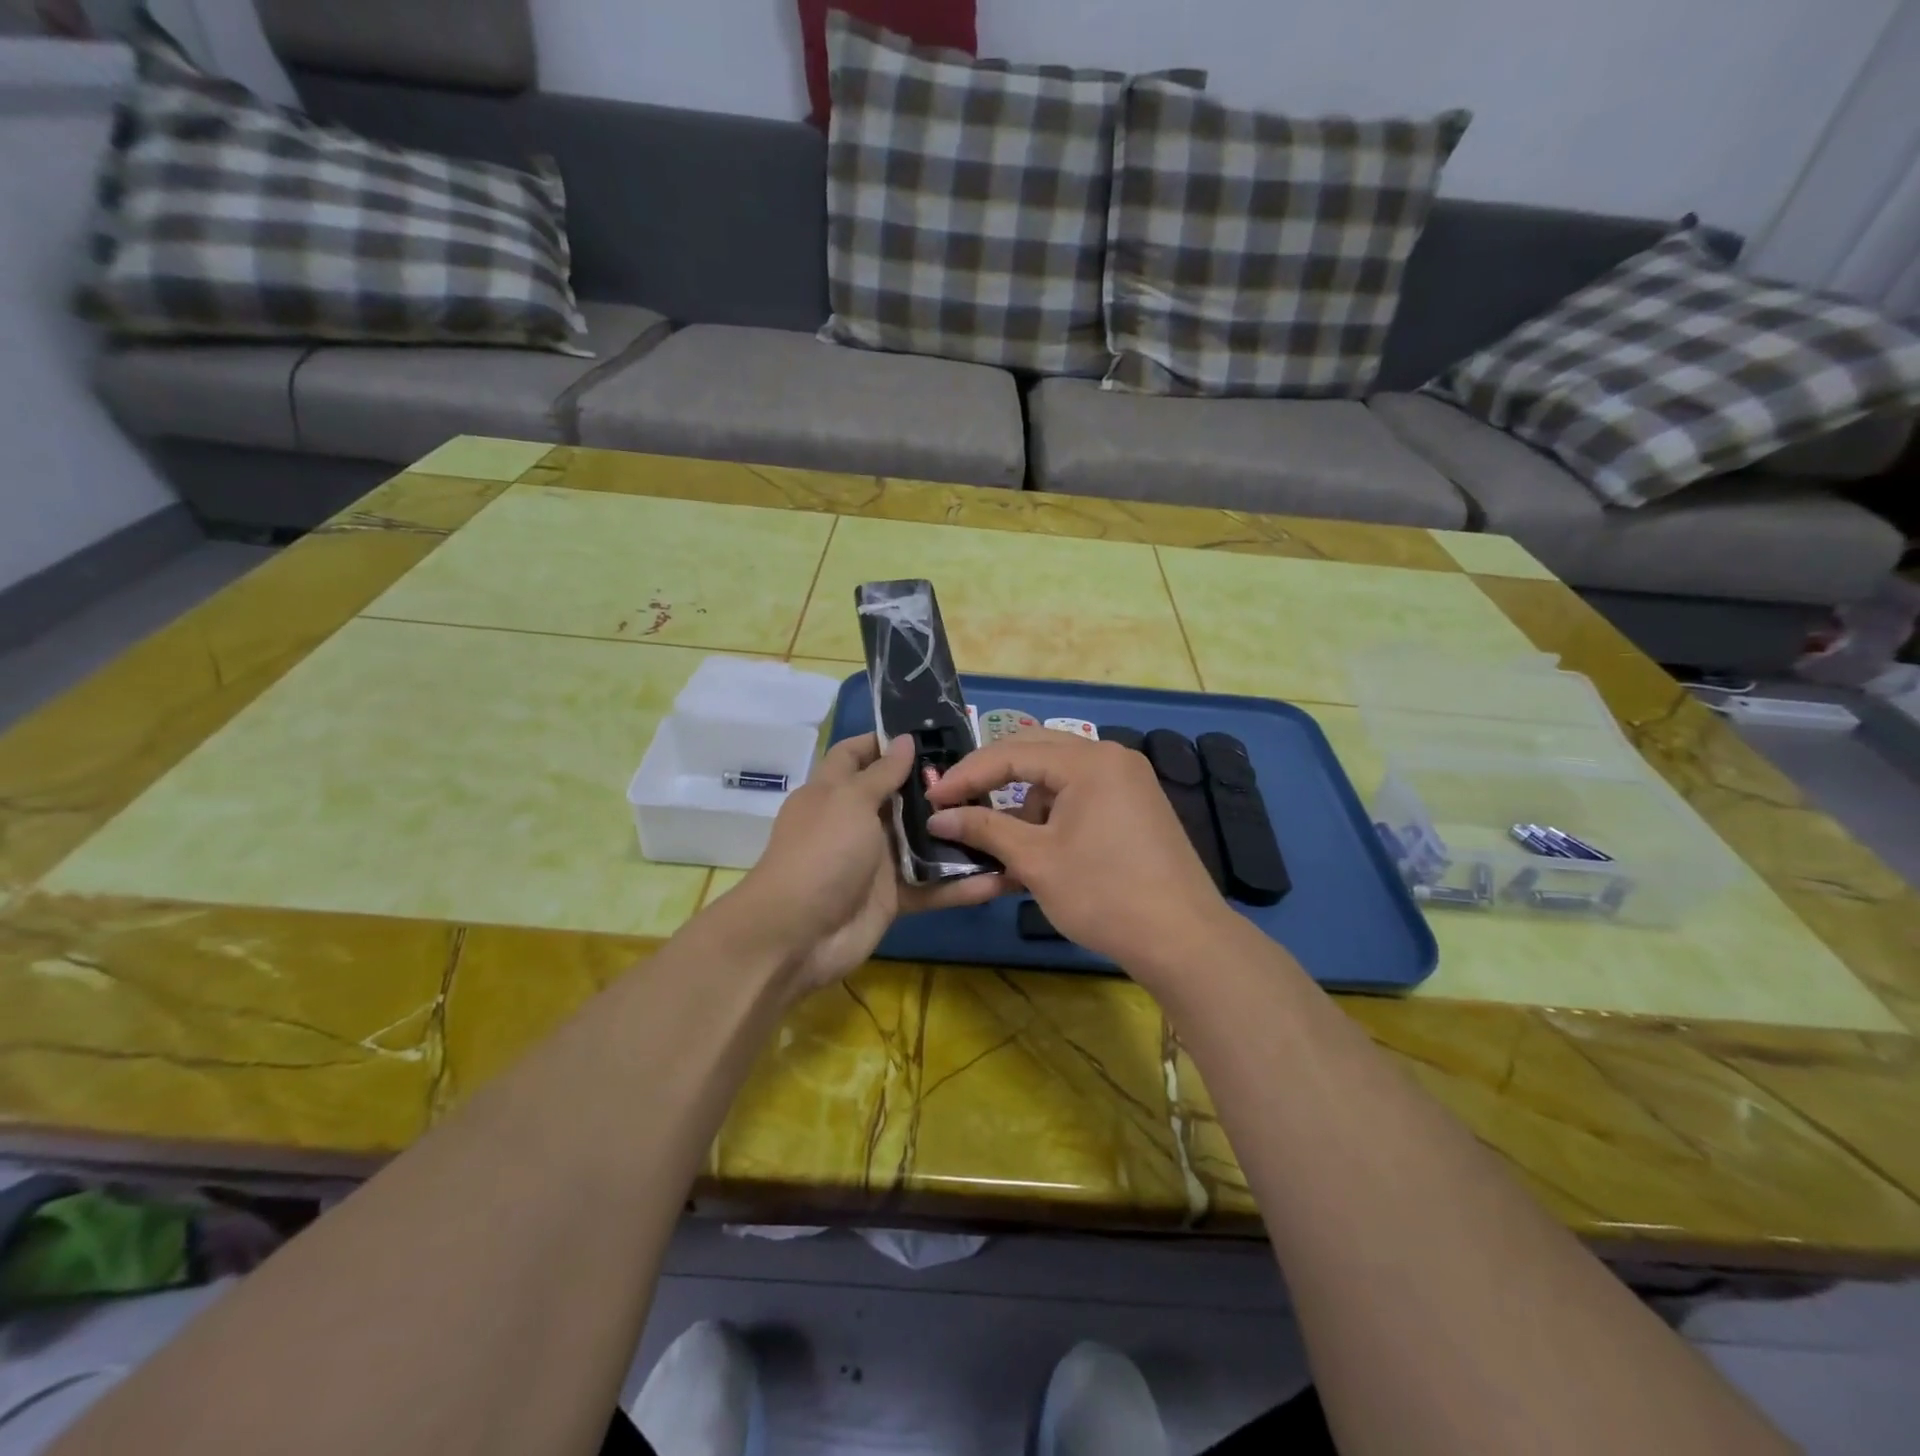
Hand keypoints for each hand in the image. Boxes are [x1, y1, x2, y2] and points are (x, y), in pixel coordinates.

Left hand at [728, 734, 1007, 991]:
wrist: (796, 936)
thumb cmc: (821, 853)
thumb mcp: (849, 802)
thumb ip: (881, 774)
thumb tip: (905, 740)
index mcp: (834, 792)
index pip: (856, 754)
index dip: (884, 741)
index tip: (929, 732)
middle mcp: (856, 822)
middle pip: (899, 796)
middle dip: (935, 785)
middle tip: (985, 773)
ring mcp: (875, 861)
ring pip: (921, 841)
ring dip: (956, 833)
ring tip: (1004, 817)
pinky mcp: (893, 896)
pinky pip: (932, 885)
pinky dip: (961, 884)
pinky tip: (1001, 875)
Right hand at [925, 729, 1230, 969]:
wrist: (1183, 940)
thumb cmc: (1103, 894)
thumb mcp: (1035, 860)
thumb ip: (984, 829)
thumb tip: (938, 816)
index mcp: (1088, 761)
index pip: (1011, 752)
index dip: (966, 775)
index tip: (932, 799)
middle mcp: (1111, 758)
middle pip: (1035, 752)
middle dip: (992, 779)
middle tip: (956, 801)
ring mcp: (1128, 781)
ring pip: (1057, 777)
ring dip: (1023, 803)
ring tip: (1001, 842)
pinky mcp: (1136, 807)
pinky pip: (1080, 796)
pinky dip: (1052, 816)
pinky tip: (1038, 851)